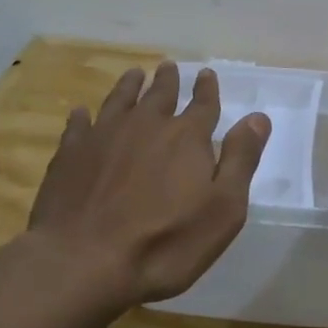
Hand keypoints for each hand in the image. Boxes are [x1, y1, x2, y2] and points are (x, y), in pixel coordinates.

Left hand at [28, 62, 270, 307]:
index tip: (206, 74)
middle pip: (160, 95)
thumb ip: (240, 160)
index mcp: (186, 138)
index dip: (207, 89)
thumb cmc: (165, 242)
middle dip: (168, 80)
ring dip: (129, 86)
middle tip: (169, 66)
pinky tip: (81, 113)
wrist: (84, 261)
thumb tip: (258, 118)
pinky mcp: (70, 155)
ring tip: (134, 75)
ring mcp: (103, 137)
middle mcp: (145, 126)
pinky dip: (83, 116)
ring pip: (119, 101)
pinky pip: (79, 125)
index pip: (202, 104)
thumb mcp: (223, 209)